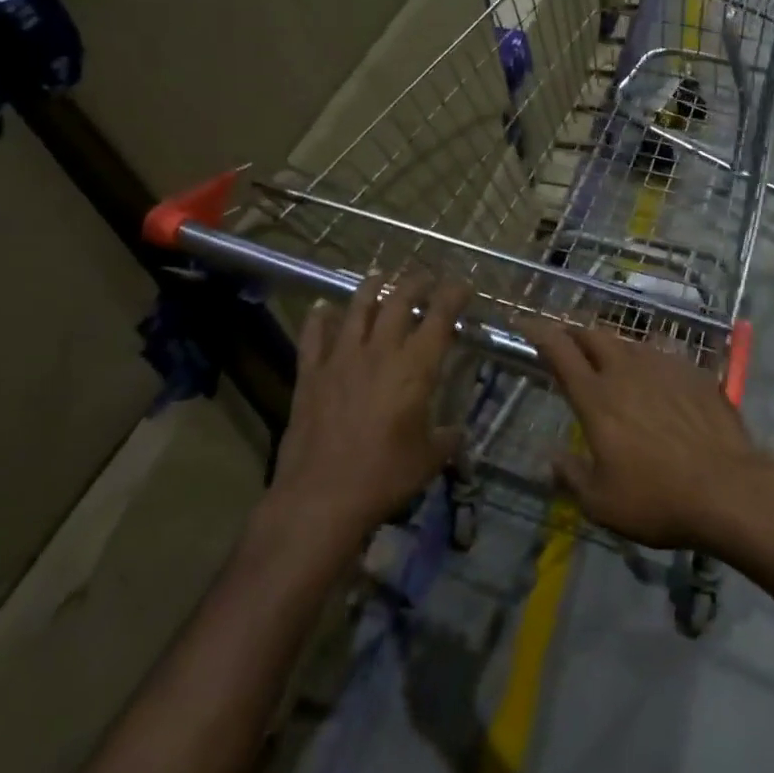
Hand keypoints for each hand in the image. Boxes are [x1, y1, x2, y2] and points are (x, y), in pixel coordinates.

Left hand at [275, 270, 471, 538]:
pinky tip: (322, 307)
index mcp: (415, 367)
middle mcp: (379, 352)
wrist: (322, 496)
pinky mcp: (311, 375)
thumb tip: (457, 432)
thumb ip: (447, 438)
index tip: (462, 287)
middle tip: (425, 279)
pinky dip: (319, 318)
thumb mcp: (429, 458)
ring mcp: (341, 359)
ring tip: (379, 276)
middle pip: (398, 302)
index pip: (439, 317)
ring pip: (356, 309)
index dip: (453, 296)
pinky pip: (313, 336)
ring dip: (370, 288)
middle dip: (415, 284)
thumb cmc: (385, 476)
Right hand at [528, 322, 773, 552]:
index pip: (559, 351)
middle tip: (569, 344)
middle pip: (594, 335)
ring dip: (613, 346)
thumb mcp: (601, 504)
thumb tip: (554, 458)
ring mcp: (665, 366)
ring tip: (612, 362)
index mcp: (596, 397)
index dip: (539, 332)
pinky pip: (664, 354)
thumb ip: (571, 476)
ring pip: (630, 342)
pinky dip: (650, 361)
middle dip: (575, 333)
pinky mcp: (696, 372)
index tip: (526, 325)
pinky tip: (657, 380)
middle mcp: (627, 370)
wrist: (730, 489)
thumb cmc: (658, 500)